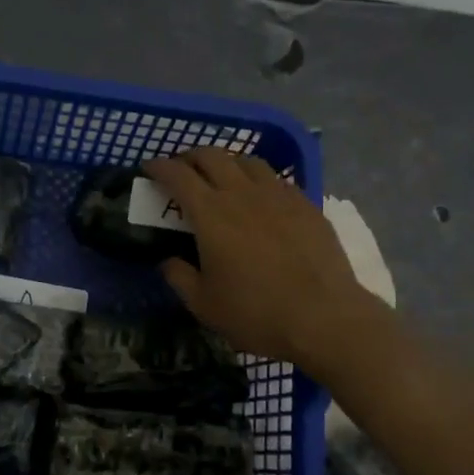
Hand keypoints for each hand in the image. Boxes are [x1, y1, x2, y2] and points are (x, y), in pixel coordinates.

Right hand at [142, 148, 383, 375]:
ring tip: (222, 177)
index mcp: (211, 214)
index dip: (159, 166)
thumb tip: (168, 260)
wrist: (324, 318)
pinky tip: (261, 197)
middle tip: (182, 169)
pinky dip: (259, 179)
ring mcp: (278, 195)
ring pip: (247, 160)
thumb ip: (179, 277)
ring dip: (227, 162)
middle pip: (212, 156)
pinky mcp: (306, 204)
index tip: (148, 167)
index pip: (177, 175)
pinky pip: (277, 179)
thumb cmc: (256, 313)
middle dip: (190, 156)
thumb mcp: (204, 304)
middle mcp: (242, 194)